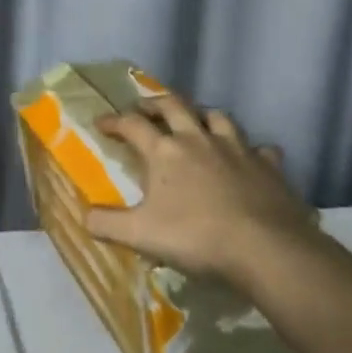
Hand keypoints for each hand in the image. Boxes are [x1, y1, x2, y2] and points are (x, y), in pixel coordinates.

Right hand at [87, 94, 314, 282]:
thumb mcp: (140, 235)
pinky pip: (260, 149)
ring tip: (196, 122)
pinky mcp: (268, 165)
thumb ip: (106, 224)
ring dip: (202, 115)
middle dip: (155, 104)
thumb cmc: (196, 237)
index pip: (131, 125)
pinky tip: (250, 158)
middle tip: (145, 109)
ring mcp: (237, 148)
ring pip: (217, 117)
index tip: (101, 124)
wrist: (265, 248)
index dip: (113, 121)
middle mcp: (198, 139)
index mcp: (164, 151)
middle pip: (173, 106)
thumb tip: (83, 216)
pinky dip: (252, 150)